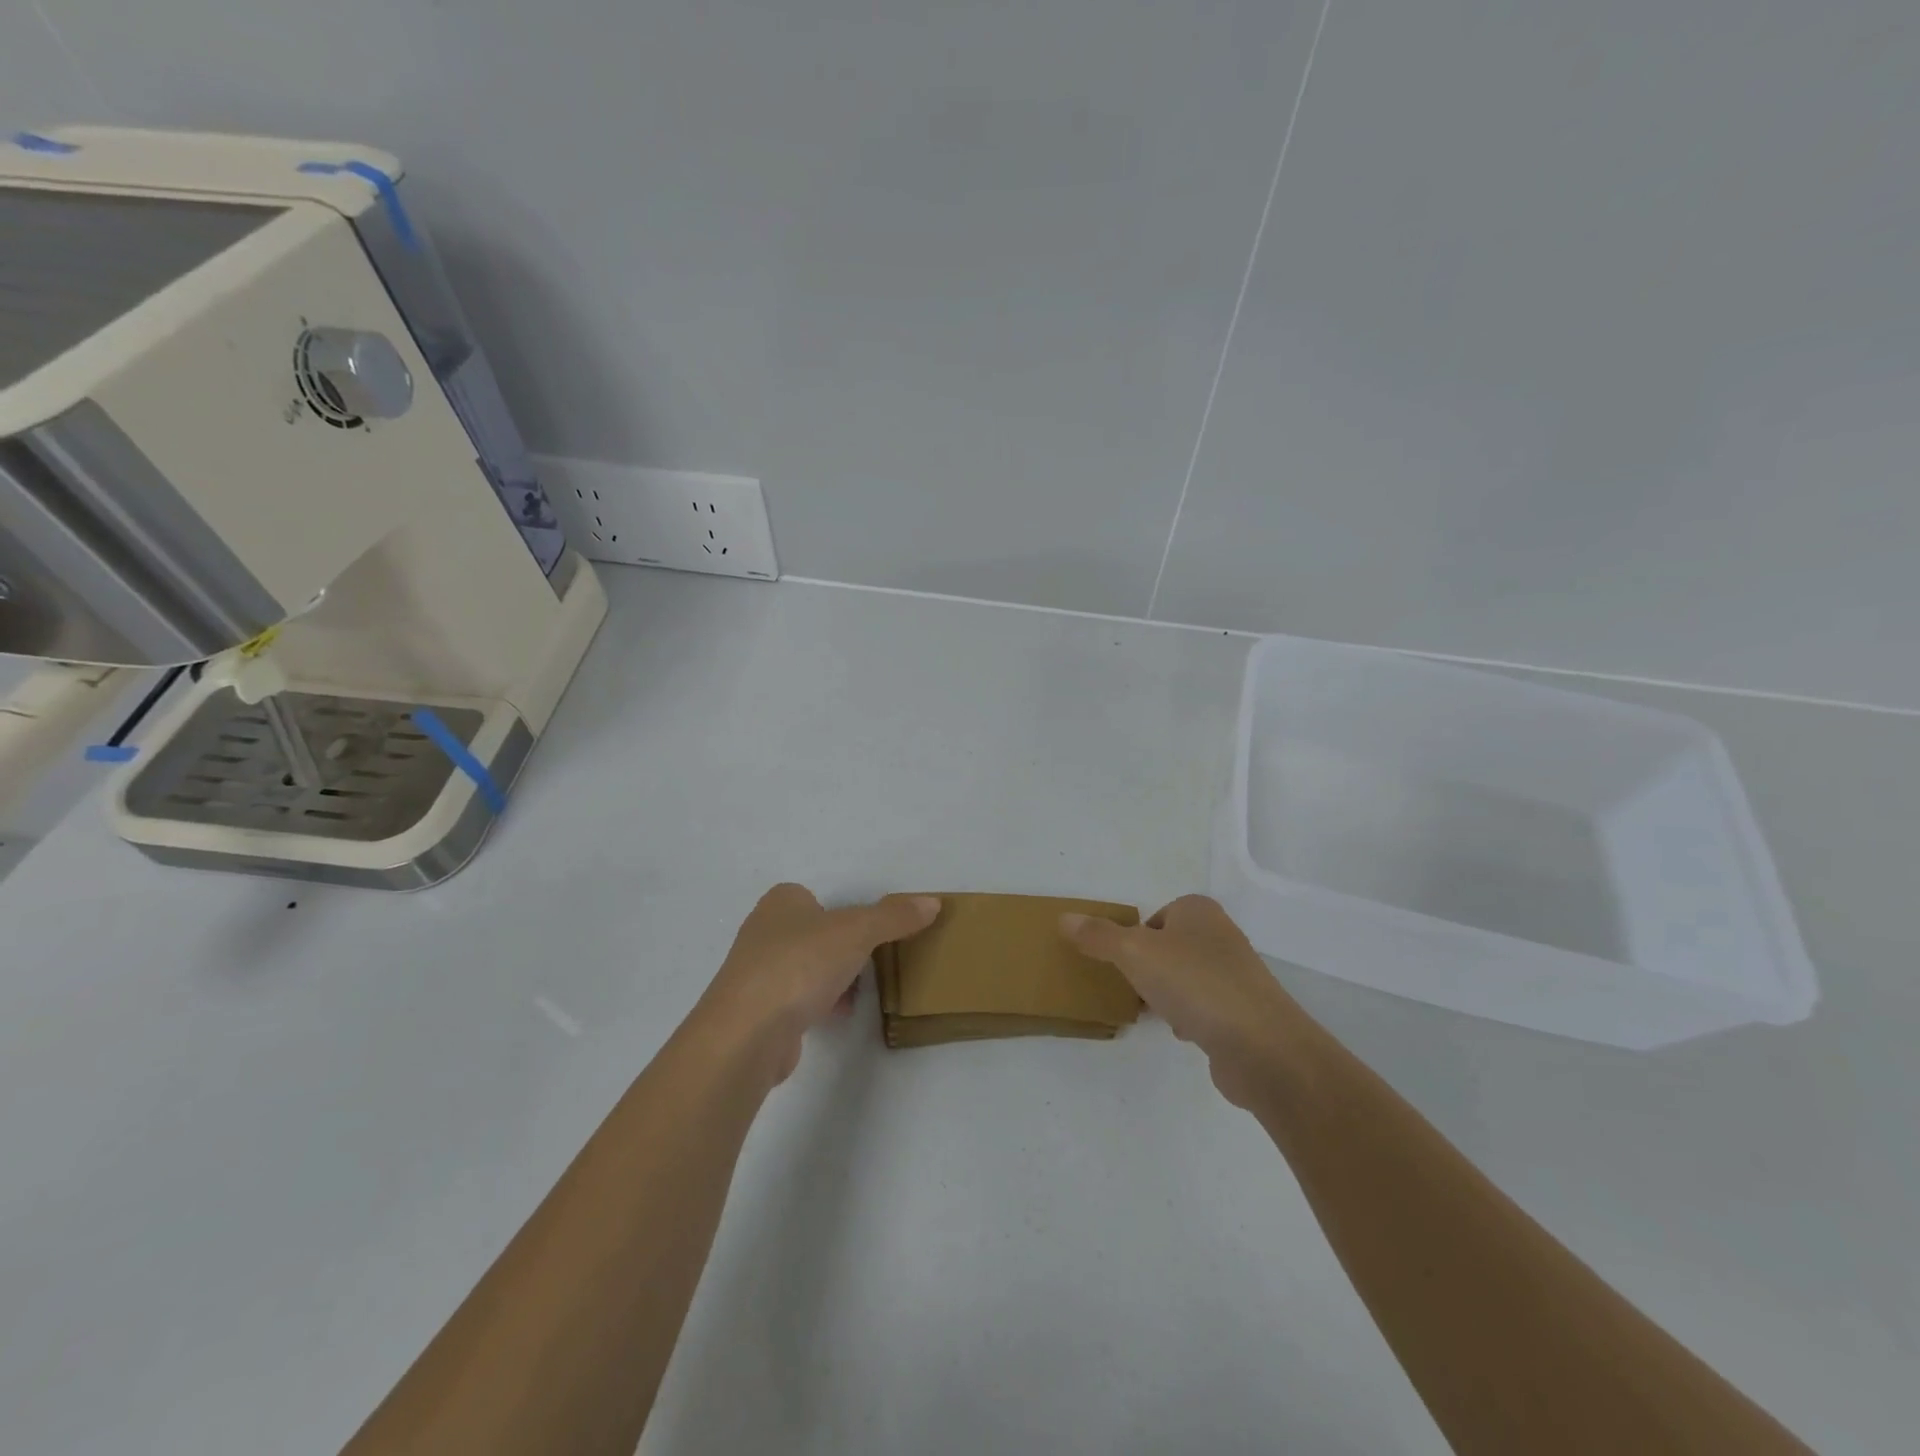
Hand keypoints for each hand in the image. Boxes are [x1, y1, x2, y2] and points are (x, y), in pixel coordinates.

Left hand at [695, 883, 940, 1088]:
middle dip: (842, 949)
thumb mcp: (857, 931)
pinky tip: (837, 1016)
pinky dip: (818, 1005)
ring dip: (832, 979)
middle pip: (814, 934)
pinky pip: (797, 1001)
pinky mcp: (757, 1013)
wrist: (748, 1033)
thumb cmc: (800, 965)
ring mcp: (756, 974)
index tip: (868, 934)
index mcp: (781, 902)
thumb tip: (933, 903)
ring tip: (858, 992)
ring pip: (806, 969)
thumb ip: (894, 916)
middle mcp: (763, 932)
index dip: (843, 914)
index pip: (816, 898)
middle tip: (869, 962)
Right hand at [1061, 895, 1304, 1107]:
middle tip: (1130, 986)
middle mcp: (1220, 936)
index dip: (1136, 938)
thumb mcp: (1135, 952)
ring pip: (1185, 978)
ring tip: (1153, 1012)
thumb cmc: (1195, 984)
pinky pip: (1203, 1007)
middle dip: (1148, 968)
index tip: (1122, 962)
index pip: (1156, 916)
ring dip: (1167, 994)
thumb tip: (1064, 918)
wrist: (1261, 1046)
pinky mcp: (1243, 1013)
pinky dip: (1189, 1018)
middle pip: (1169, 947)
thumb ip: (1098, 936)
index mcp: (1198, 911)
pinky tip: (1182, 1032)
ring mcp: (1236, 975)